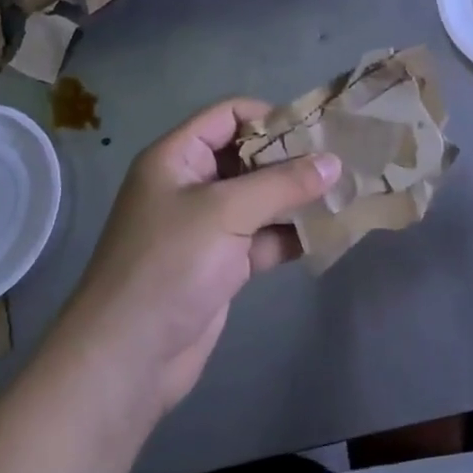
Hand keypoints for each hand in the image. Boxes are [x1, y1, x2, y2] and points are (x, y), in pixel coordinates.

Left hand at [53, 100, 339, 412]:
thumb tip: (334, 162)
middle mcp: (191, 185)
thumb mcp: (226, 212)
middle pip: (248, 156)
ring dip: (297, 197)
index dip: (269, 117)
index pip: (228, 115)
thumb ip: (283, 184)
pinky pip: (263, 237)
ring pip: (260, 199)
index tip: (314, 131)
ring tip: (344, 192)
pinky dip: (291, 234)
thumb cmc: (170, 265)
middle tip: (339, 162)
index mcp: (177, 158)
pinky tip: (328, 232)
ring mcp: (207, 226)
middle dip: (291, 159)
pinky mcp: (222, 264)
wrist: (128, 357)